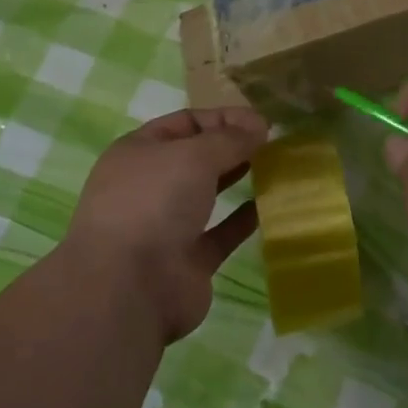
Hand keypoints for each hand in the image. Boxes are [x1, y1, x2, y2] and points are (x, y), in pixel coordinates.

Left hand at [62, 106, 269, 342]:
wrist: (130, 289)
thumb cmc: (154, 204)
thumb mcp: (194, 156)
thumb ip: (230, 138)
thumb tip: (260, 126)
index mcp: (139, 152)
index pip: (186, 122)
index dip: (224, 118)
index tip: (262, 123)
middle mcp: (150, 186)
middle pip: (197, 157)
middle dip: (233, 147)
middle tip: (275, 144)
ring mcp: (167, 225)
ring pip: (209, 194)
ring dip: (239, 180)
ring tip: (277, 169)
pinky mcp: (188, 261)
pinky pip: (221, 232)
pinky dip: (243, 219)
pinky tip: (270, 206)